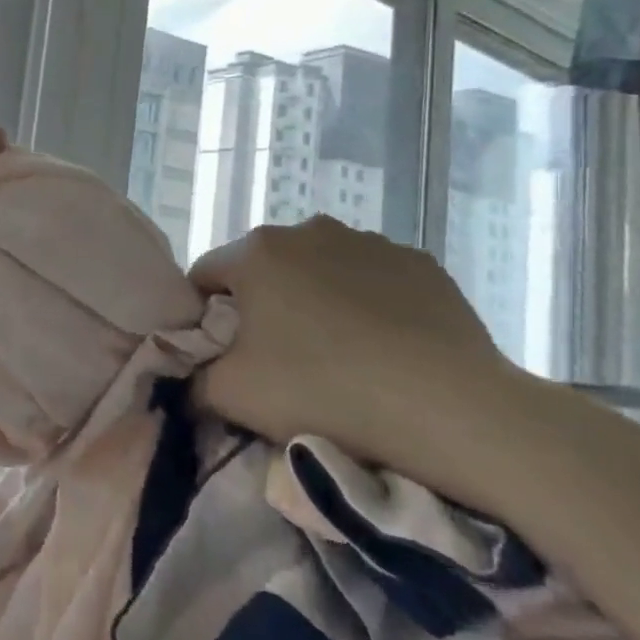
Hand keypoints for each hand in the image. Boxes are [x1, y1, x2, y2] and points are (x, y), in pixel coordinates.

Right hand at [190, 216, 550, 481]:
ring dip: (314, 300)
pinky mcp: (420, 263)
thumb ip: (192, 380)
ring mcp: (368, 242)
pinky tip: (384, 348)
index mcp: (255, 252)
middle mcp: (306, 230)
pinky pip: (372, 280)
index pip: (205, 276)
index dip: (204, 316)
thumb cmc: (324, 391)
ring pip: (319, 270)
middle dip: (261, 305)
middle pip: (263, 270)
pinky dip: (366, 304)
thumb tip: (187, 378)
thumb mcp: (232, 396)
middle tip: (277, 358)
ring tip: (337, 355)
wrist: (452, 410)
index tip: (221, 355)